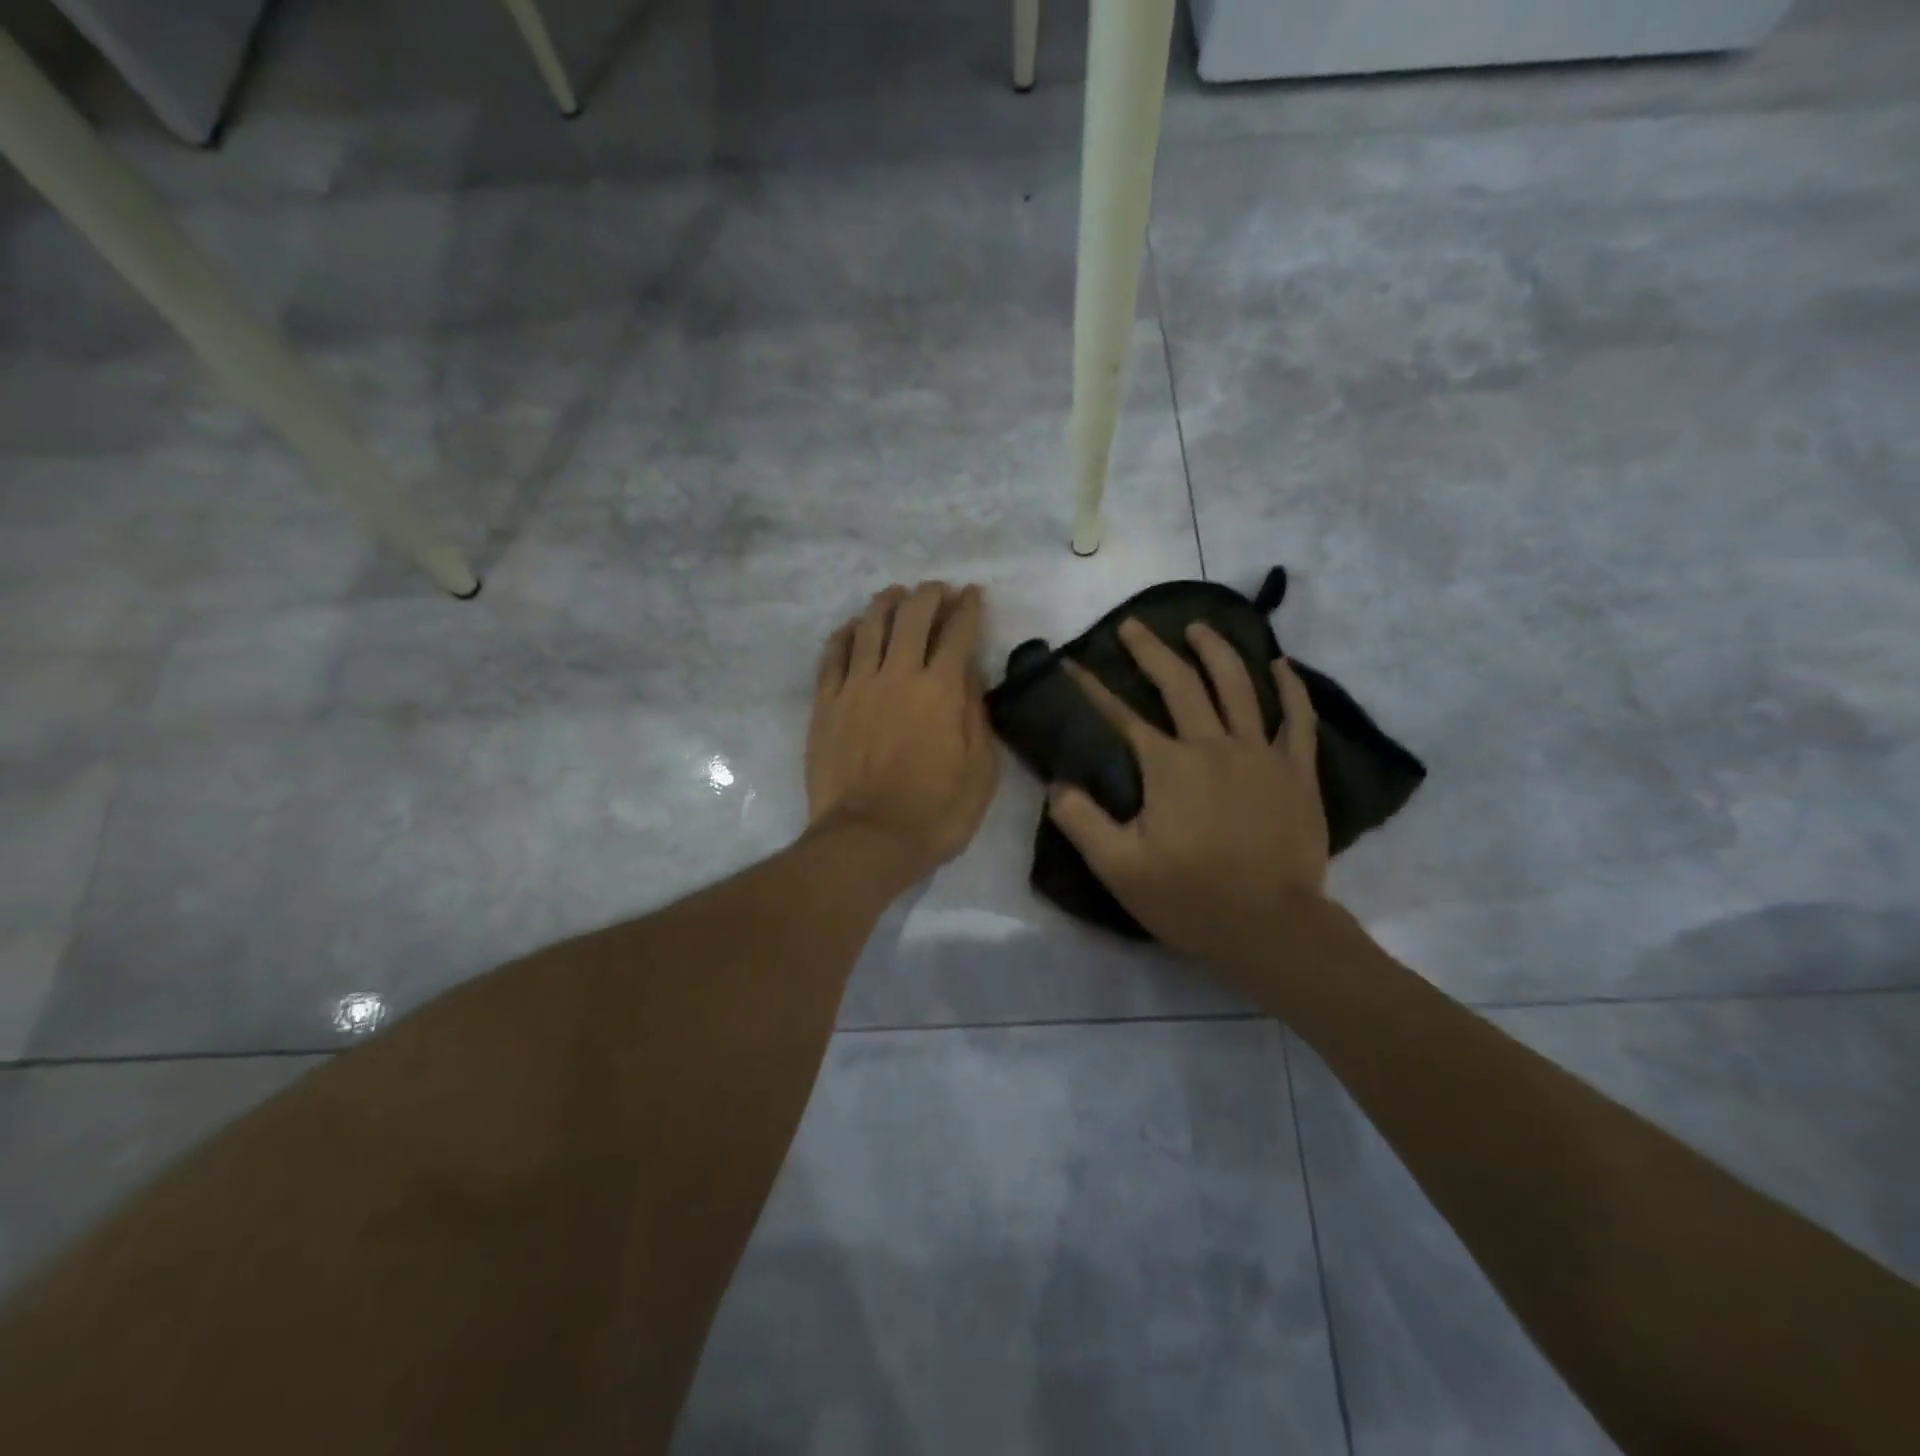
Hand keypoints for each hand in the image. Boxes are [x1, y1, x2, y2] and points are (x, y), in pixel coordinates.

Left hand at [806, 582, 998, 881]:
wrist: (867, 840)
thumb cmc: (935, 813)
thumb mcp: (980, 771)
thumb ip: (976, 715)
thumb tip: (968, 674)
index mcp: (940, 690)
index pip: (957, 633)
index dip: (968, 608)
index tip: (972, 595)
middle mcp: (897, 675)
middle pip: (912, 617)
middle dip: (929, 596)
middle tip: (938, 590)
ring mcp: (856, 687)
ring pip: (869, 627)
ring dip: (886, 603)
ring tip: (896, 595)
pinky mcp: (826, 704)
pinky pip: (832, 656)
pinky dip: (844, 634)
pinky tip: (852, 627)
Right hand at [1047, 619, 1328, 972]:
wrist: (1272, 927)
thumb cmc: (1191, 898)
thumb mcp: (1118, 868)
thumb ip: (1081, 821)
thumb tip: (1056, 783)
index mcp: (1168, 766)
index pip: (1121, 715)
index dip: (1091, 688)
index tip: (1072, 663)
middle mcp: (1213, 745)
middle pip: (1181, 684)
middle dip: (1151, 651)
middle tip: (1132, 626)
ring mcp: (1262, 754)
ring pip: (1239, 686)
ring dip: (1216, 651)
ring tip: (1198, 627)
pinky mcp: (1298, 771)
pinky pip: (1298, 718)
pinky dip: (1291, 688)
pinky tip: (1281, 665)